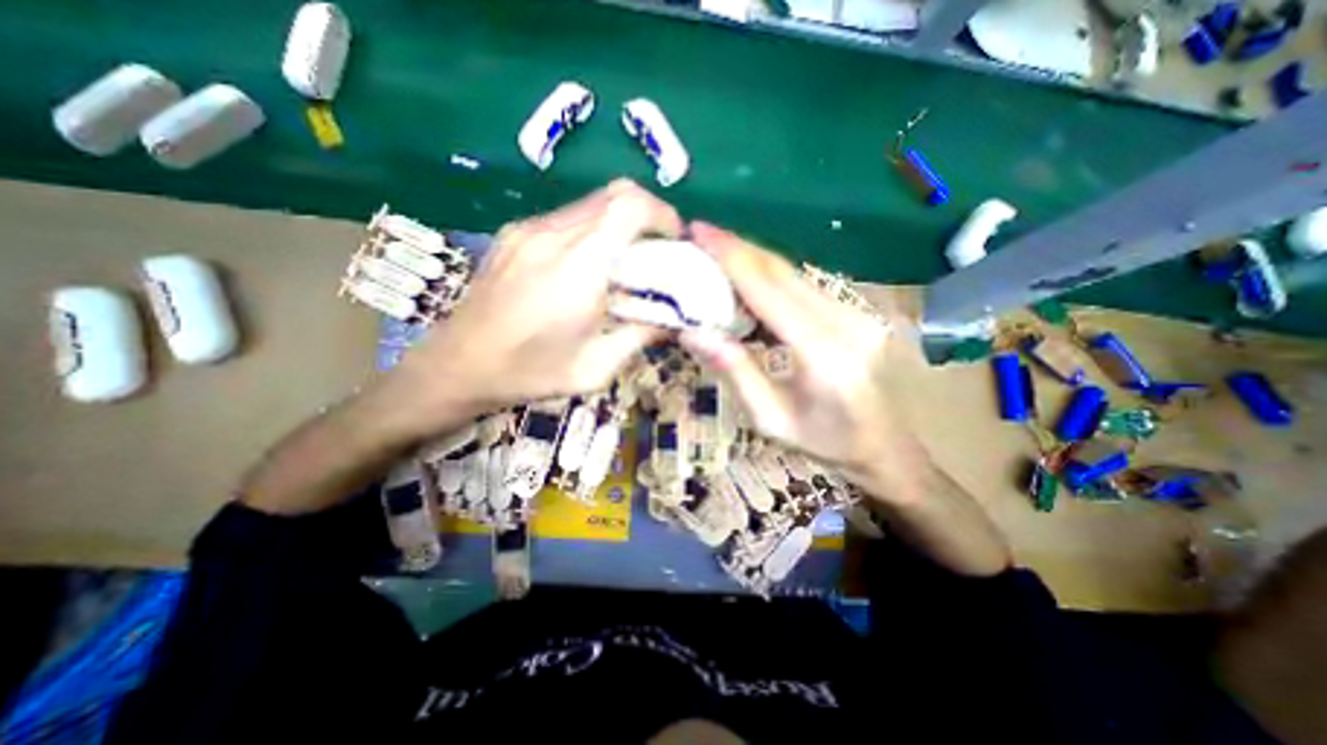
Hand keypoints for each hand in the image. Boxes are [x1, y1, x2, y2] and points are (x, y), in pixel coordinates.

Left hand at [381, 179, 675, 433]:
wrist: (455, 367)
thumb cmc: (529, 374)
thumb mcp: (596, 368)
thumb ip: (640, 337)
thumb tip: (674, 319)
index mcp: (577, 269)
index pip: (629, 207)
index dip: (662, 214)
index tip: (675, 240)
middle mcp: (552, 235)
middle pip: (614, 194)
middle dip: (648, 216)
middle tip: (658, 252)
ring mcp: (528, 229)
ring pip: (591, 203)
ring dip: (620, 224)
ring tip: (627, 263)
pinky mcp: (514, 234)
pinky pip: (568, 218)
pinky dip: (594, 231)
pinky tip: (590, 267)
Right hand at [677, 221, 925, 497]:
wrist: (887, 449)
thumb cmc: (826, 443)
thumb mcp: (770, 419)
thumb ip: (735, 372)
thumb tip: (693, 332)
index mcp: (823, 351)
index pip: (769, 290)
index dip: (732, 257)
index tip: (698, 230)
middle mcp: (844, 320)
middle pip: (782, 270)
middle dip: (737, 247)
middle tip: (699, 233)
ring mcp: (855, 312)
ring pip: (793, 272)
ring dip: (751, 259)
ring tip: (714, 252)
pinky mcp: (855, 311)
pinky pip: (803, 285)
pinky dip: (769, 277)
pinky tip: (746, 281)